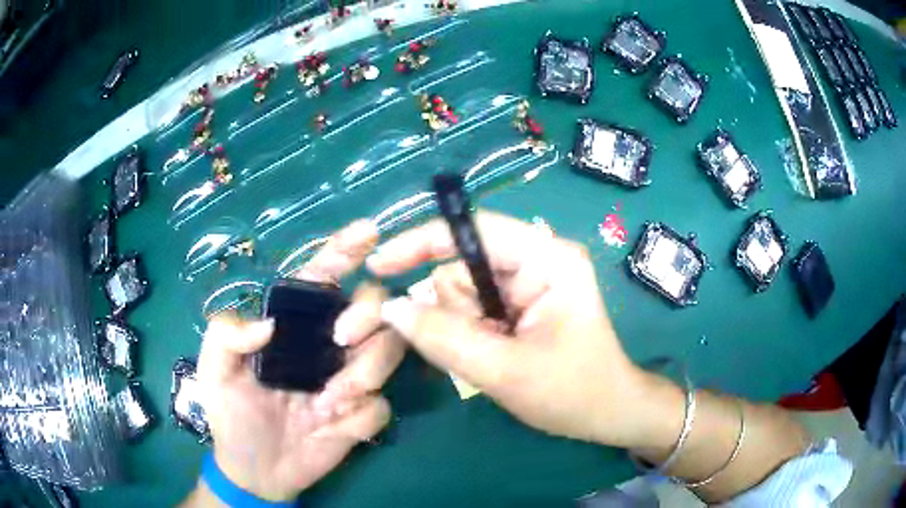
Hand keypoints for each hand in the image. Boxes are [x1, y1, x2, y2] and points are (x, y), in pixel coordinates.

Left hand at [194, 220, 404, 501]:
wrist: (256, 471)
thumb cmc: (231, 416)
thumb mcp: (212, 371)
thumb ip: (224, 334)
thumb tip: (267, 325)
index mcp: (294, 326)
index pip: (323, 277)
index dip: (345, 250)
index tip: (367, 233)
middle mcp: (328, 345)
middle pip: (374, 307)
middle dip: (367, 313)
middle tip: (342, 339)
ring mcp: (349, 379)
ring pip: (390, 350)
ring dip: (368, 370)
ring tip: (332, 398)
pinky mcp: (361, 415)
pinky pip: (381, 406)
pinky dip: (361, 416)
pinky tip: (334, 427)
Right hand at [367, 211, 670, 449]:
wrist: (608, 414)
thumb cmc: (573, 392)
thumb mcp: (504, 370)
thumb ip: (444, 338)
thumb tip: (391, 307)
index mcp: (547, 259)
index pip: (472, 230)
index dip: (421, 241)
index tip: (380, 263)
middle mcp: (538, 259)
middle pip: (463, 265)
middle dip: (451, 308)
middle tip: (471, 348)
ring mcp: (530, 281)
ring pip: (463, 290)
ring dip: (459, 326)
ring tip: (487, 357)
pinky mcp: (522, 302)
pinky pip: (473, 308)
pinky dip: (467, 332)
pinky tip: (488, 355)